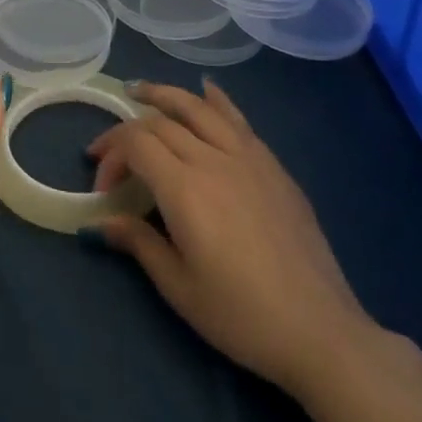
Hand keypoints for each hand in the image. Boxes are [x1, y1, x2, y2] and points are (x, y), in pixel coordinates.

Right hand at [88, 78, 373, 399]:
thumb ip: (138, 242)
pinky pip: (239, 121)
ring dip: (165, 95)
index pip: (135, 144)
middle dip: (127, 131)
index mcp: (184, 189)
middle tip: (109, 153)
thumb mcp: (178, 287)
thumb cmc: (240, 315)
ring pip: (199, 108)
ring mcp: (248, 159)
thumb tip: (102, 221)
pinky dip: (216, 101)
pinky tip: (206, 90)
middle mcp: (213, 160)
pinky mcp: (274, 168)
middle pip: (161, 123)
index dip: (111, 156)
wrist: (319, 331)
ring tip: (140, 91)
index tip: (102, 188)